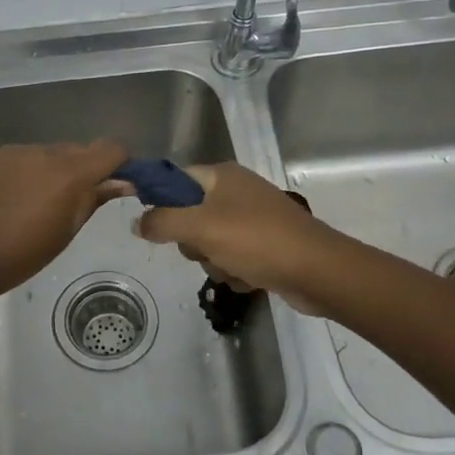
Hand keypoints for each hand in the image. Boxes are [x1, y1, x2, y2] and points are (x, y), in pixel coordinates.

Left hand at [0, 140, 128, 303]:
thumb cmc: (18, 256)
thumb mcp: (64, 234)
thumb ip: (92, 200)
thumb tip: (120, 182)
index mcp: (68, 172)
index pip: (111, 148)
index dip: (120, 162)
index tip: (117, 183)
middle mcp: (41, 152)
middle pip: (76, 150)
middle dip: (82, 170)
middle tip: (72, 203)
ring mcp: (10, 151)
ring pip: (44, 154)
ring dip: (49, 172)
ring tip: (33, 206)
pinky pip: (17, 159)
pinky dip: (22, 173)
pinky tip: (7, 201)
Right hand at [133, 162, 333, 312]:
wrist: (318, 271)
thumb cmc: (256, 240)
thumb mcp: (200, 228)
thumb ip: (162, 222)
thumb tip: (137, 222)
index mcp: (222, 176)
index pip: (175, 180)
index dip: (160, 200)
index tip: (154, 226)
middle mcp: (237, 192)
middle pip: (190, 216)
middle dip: (194, 242)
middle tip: (205, 248)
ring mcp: (253, 219)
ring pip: (210, 243)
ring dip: (216, 262)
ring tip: (235, 268)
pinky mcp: (265, 245)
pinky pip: (233, 258)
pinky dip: (237, 271)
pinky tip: (250, 278)